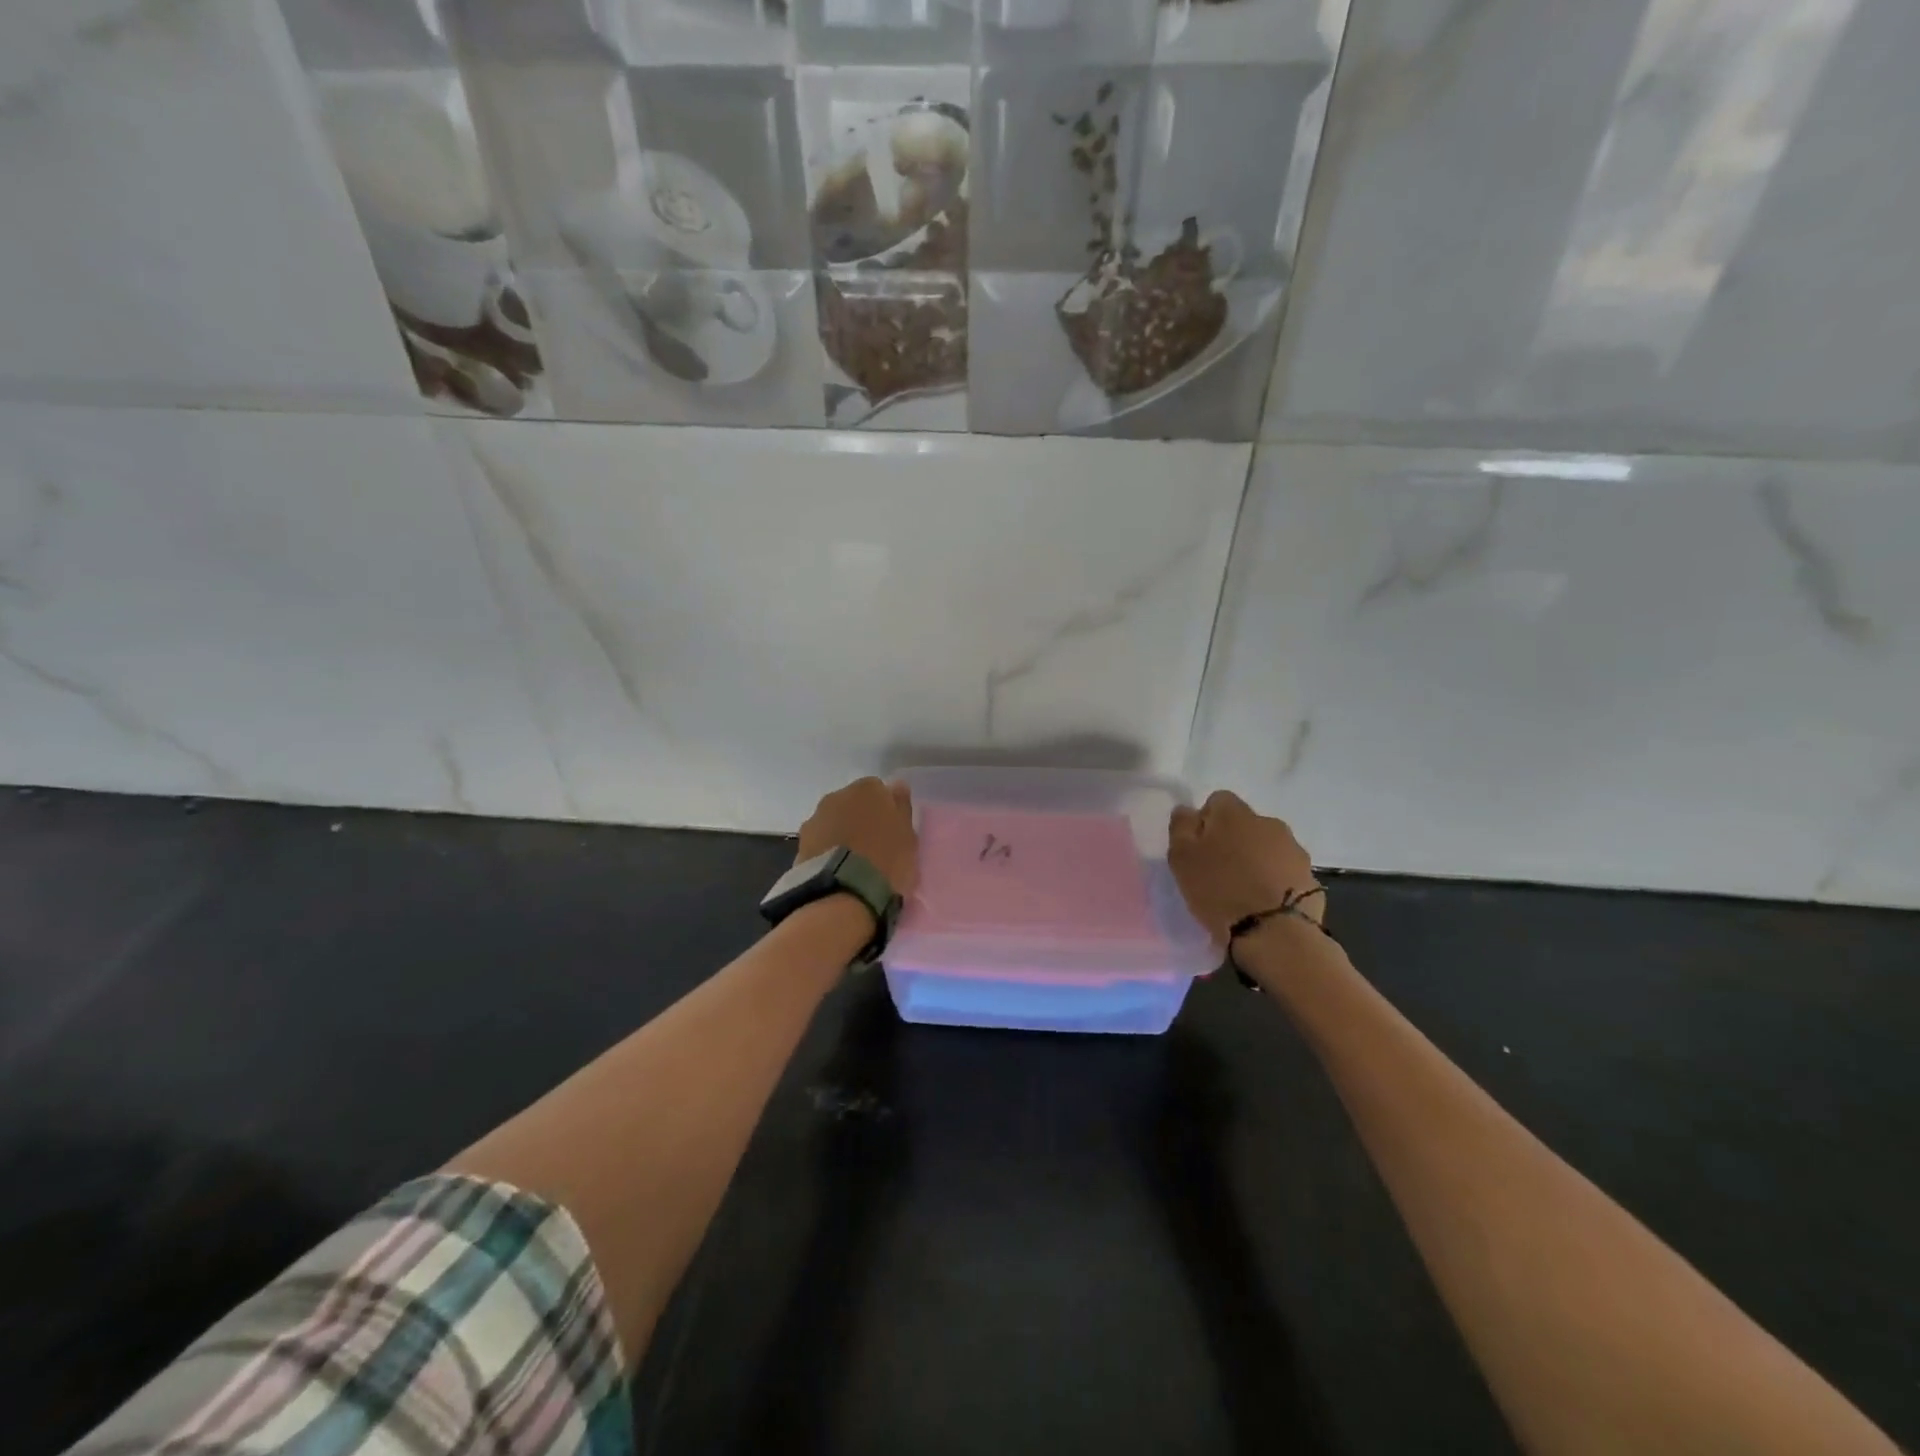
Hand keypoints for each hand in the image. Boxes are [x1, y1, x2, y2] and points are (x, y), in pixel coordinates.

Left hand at [796, 777, 918, 897]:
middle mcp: (837, 796)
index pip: (879, 791)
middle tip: (873, 847)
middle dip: (860, 820)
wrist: (843, 890)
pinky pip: (819, 843)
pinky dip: (827, 851)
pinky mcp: (800, 844)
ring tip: (853, 863)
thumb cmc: (885, 859)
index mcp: (867, 789)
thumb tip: (897, 786)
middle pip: (852, 804)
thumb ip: (902, 808)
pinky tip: (836, 870)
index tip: (891, 830)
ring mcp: (815, 819)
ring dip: (841, 835)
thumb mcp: (908, 836)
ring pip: (833, 822)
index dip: (886, 810)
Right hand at [1168, 790, 1321, 942]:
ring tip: (1243, 891)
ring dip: (1255, 860)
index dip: (1206, 822)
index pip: (1218, 801)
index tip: (1199, 849)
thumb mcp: (1182, 858)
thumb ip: (1181, 827)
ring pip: (1267, 847)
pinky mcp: (1310, 877)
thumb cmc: (1219, 891)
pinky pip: (1285, 871)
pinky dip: (1274, 881)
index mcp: (1235, 813)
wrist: (1274, 933)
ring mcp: (1294, 850)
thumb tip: (1187, 810)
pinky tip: (1264, 903)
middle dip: (1233, 841)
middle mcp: (1268, 822)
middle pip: (1245, 824)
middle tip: (1218, 872)